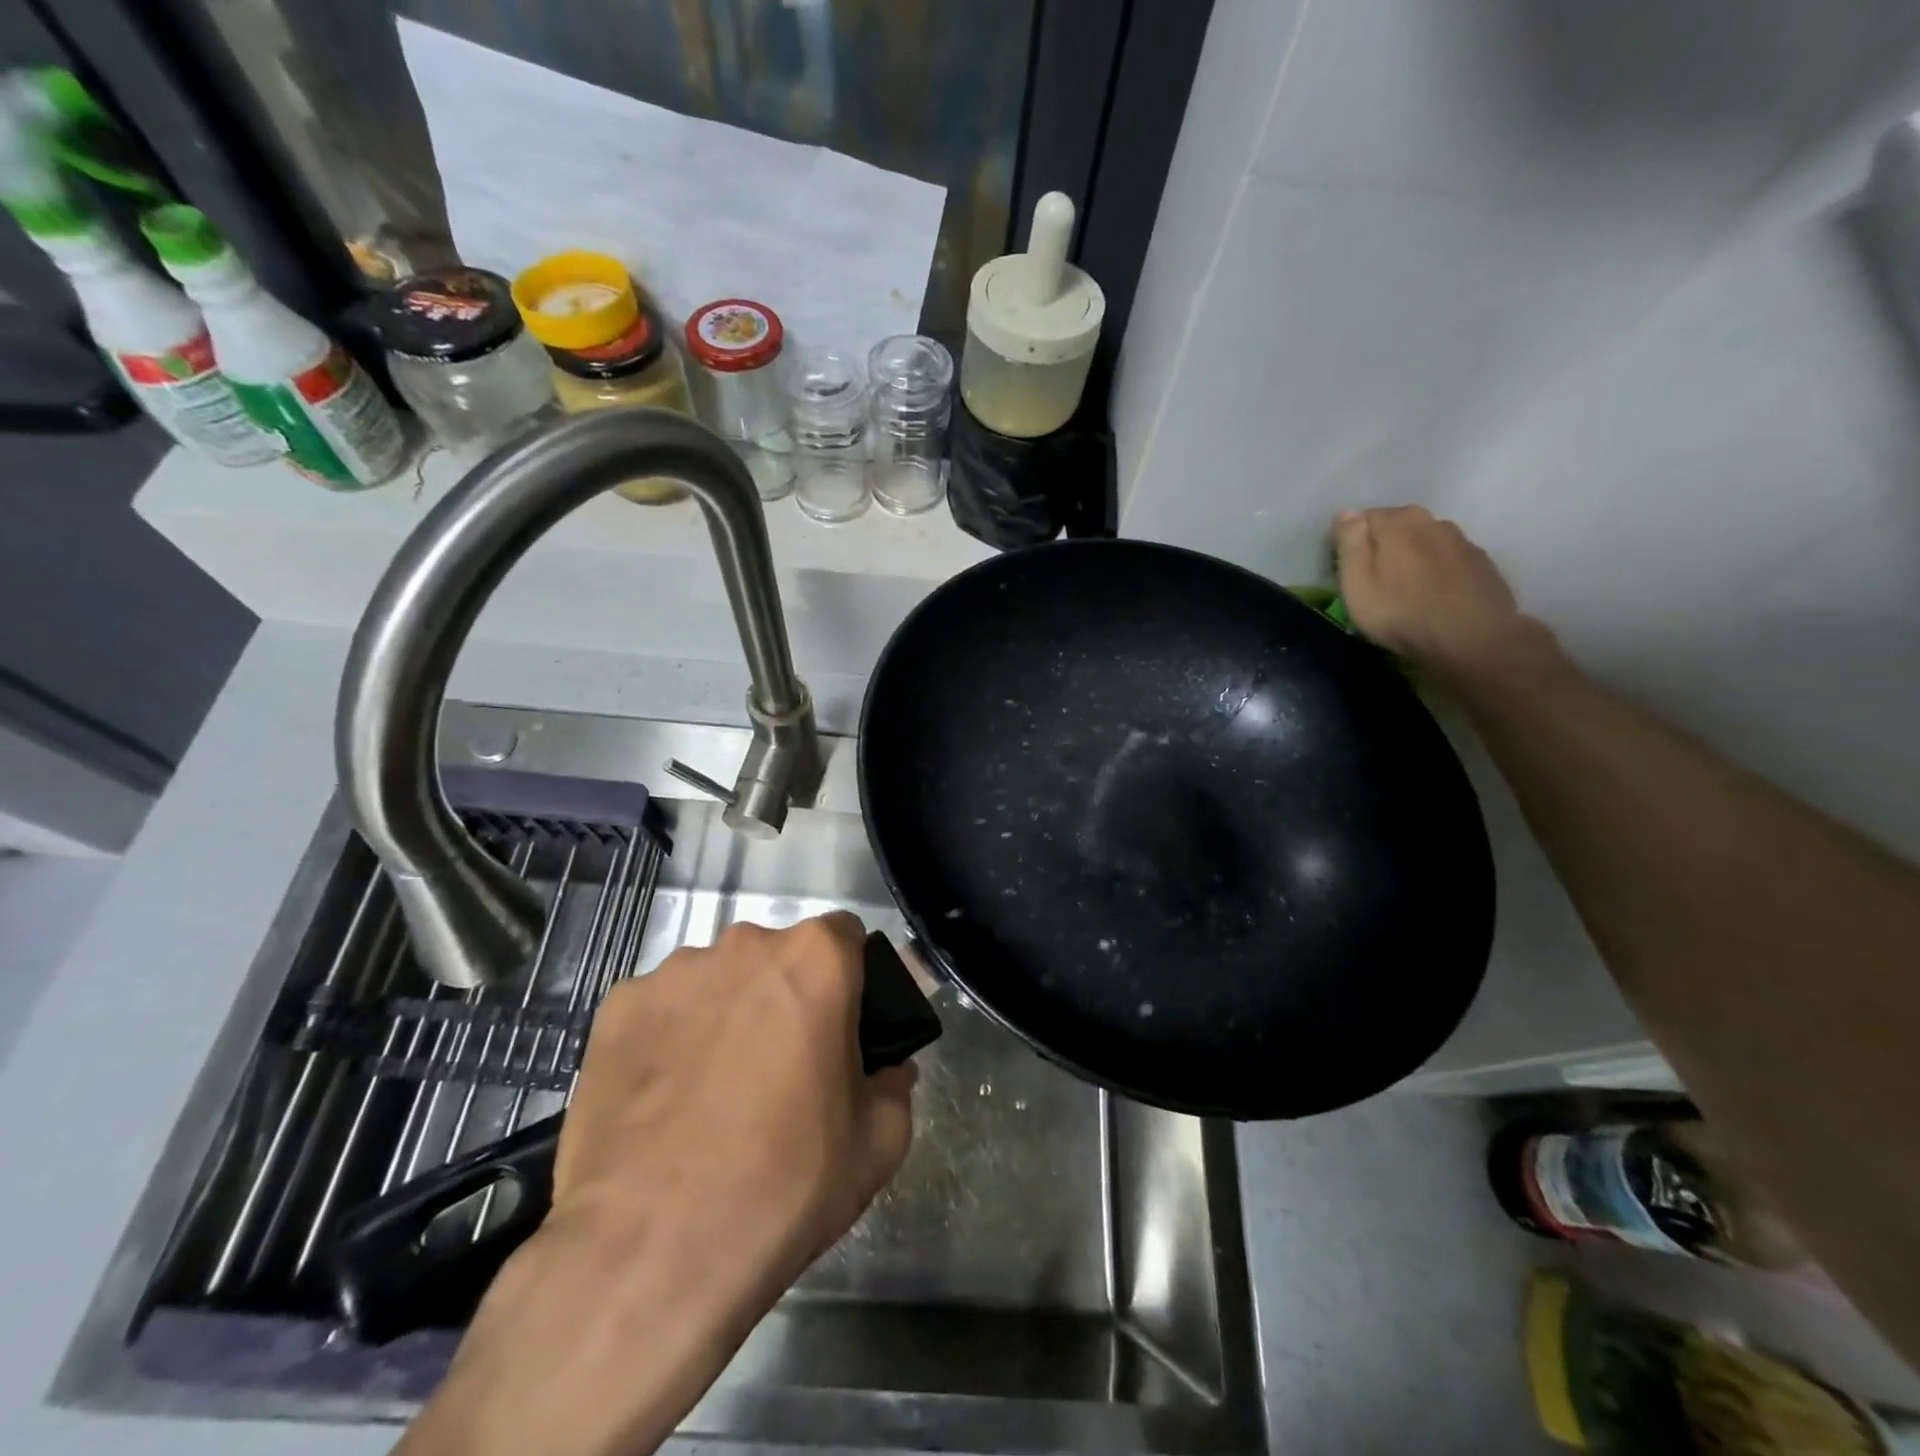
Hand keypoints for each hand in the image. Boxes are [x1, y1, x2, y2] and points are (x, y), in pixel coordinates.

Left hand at [399, 913, 915, 1455]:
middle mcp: (744, 945)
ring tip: (714, 1087)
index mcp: (815, 959)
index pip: (846, 936)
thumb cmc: (784, 1185)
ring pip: (718, 979)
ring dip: (727, 1012)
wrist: (650, 1252)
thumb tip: (888, 1070)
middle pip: (777, 955)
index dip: (850, 978)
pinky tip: (664, 1098)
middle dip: (786, 995)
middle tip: (783, 1065)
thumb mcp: (878, 1144)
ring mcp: (673, 973)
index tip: (842, 1026)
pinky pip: (661, 1008)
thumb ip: (895, 1085)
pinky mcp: (617, 1007)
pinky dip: (670, 1036)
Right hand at [1333, 506, 1561, 684]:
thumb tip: (1347, 512)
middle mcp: (1432, 520)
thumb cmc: (1401, 611)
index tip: (1344, 570)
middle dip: (1381, 547)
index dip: (1349, 543)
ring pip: (1424, 542)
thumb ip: (1350, 542)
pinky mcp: (1482, 563)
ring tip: (1404, 589)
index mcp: (1397, 520)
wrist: (1472, 638)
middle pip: (1395, 527)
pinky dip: (1436, 571)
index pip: (1360, 519)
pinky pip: (1447, 560)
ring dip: (1411, 558)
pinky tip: (1432, 595)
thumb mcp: (1357, 581)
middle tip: (1372, 582)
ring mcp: (1462, 540)